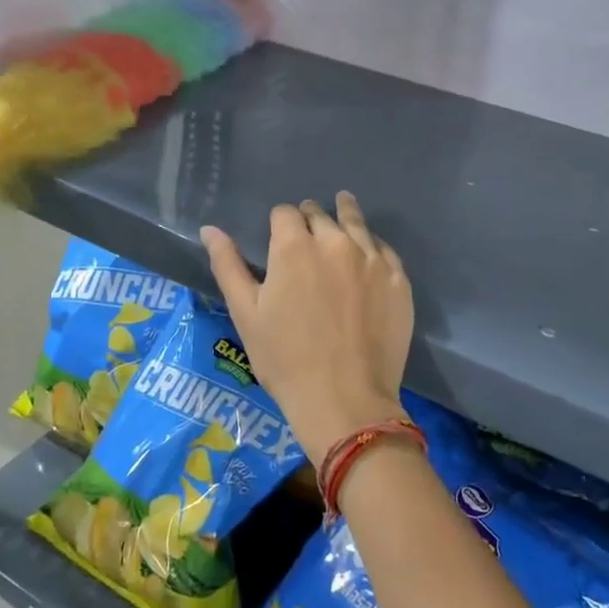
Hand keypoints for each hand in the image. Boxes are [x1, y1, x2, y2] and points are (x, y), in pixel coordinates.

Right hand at [202, 193, 413, 465]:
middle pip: (320, 214)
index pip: (284, 213)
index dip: (279, 222)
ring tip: (343, 207)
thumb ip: (228, 265)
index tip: (280, 235)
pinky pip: (384, 249)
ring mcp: (372, 259)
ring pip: (356, 223)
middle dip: (310, 219)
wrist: (345, 400)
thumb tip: (210, 229)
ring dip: (345, 216)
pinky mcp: (398, 279)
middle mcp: (335, 241)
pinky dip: (372, 246)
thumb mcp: (246, 314)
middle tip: (308, 233)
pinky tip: (369, 253)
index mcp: (294, 246)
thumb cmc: (285, 359)